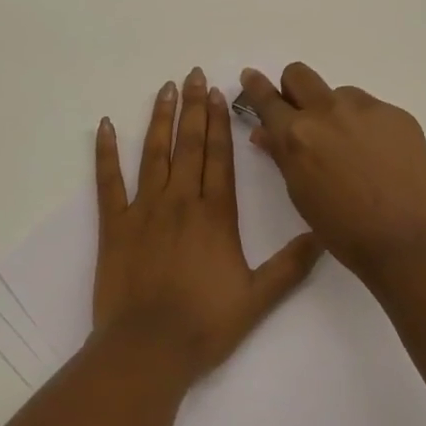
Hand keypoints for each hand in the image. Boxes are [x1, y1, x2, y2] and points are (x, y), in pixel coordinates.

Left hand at [91, 68, 322, 380]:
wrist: (149, 350)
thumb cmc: (204, 324)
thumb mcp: (258, 298)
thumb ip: (291, 265)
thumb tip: (322, 236)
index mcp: (214, 215)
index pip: (218, 156)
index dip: (219, 121)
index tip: (217, 92)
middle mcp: (180, 201)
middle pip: (188, 144)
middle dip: (192, 107)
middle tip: (192, 74)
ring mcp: (143, 210)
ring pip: (152, 154)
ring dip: (159, 119)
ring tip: (164, 88)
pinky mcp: (114, 225)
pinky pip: (108, 182)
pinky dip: (104, 153)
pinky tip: (104, 126)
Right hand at [237, 63, 425, 288]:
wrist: (408, 242)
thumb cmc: (344, 230)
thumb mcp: (301, 194)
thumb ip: (281, 155)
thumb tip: (264, 132)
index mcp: (297, 134)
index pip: (267, 98)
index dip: (255, 86)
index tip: (251, 76)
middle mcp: (328, 111)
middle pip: (299, 74)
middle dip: (294, 89)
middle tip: (304, 115)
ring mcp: (366, 109)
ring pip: (340, 94)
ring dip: (337, 112)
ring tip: (354, 150)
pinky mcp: (397, 114)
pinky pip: (372, 109)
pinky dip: (369, 127)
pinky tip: (382, 158)